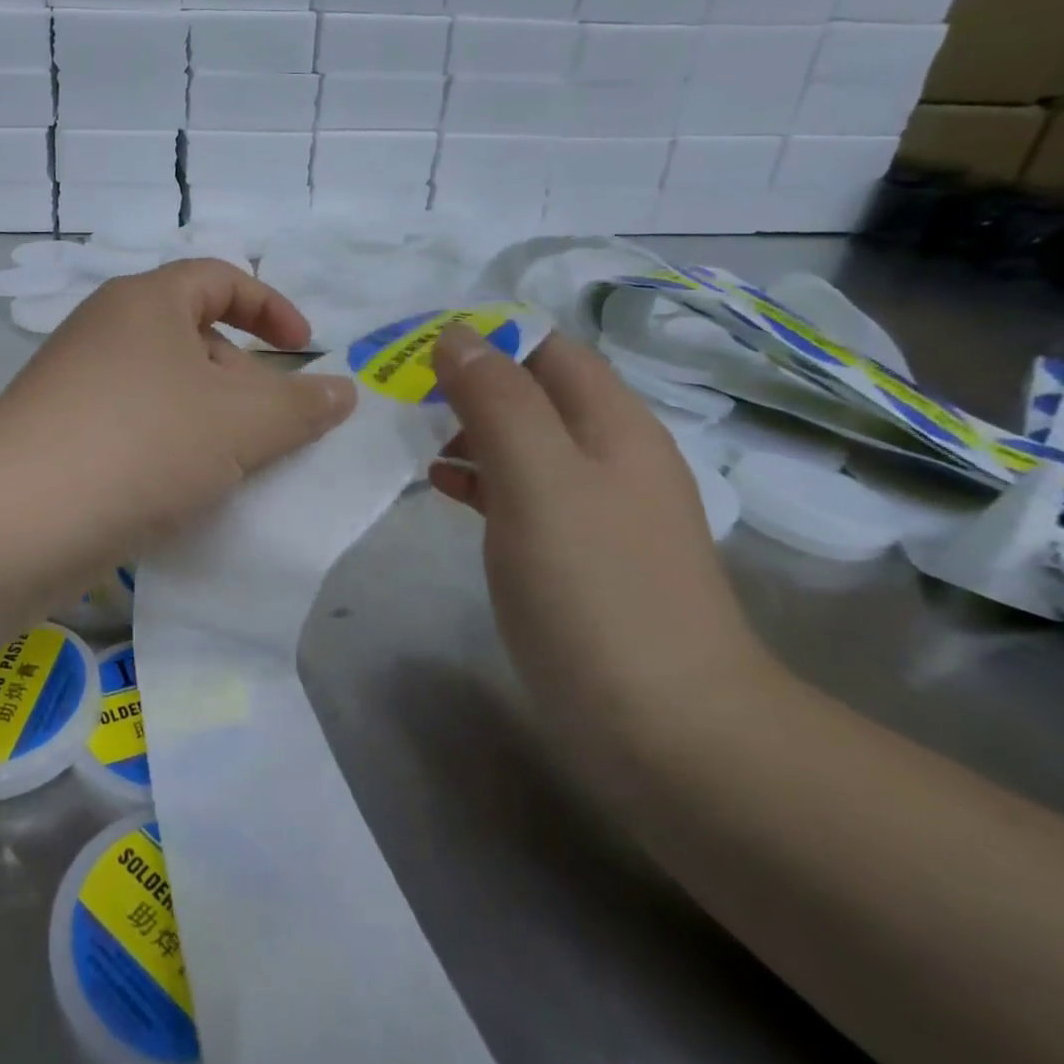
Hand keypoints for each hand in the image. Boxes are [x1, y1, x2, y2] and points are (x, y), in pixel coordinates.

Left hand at [0, 259, 356, 567]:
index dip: (271, 308)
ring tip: (235, 470)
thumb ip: (301, 405)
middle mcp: (103, 331)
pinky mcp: (57, 437)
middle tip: (273, 431)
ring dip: (208, 423)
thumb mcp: (240, 424)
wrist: (15, 521)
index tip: (307, 350)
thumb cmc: (141, 446)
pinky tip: (183, 495)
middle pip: (193, 337)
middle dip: (244, 379)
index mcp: (144, 302)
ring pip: (163, 391)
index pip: (220, 278)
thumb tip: (343, 391)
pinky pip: (131, 429)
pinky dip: (167, 451)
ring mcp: (73, 385)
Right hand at [427, 323, 770, 745]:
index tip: (415, 347)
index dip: (483, 336)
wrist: (664, 727)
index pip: (545, 347)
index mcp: (612, 423)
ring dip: (467, 428)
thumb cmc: (595, 589)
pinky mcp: (572, 553)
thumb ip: (497, 401)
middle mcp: (608, 454)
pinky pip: (518, 490)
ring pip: (521, 441)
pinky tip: (440, 487)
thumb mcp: (539, 479)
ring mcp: (592, 507)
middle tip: (399, 391)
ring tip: (408, 435)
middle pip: (531, 392)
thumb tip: (456, 335)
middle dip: (467, 381)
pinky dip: (477, 478)